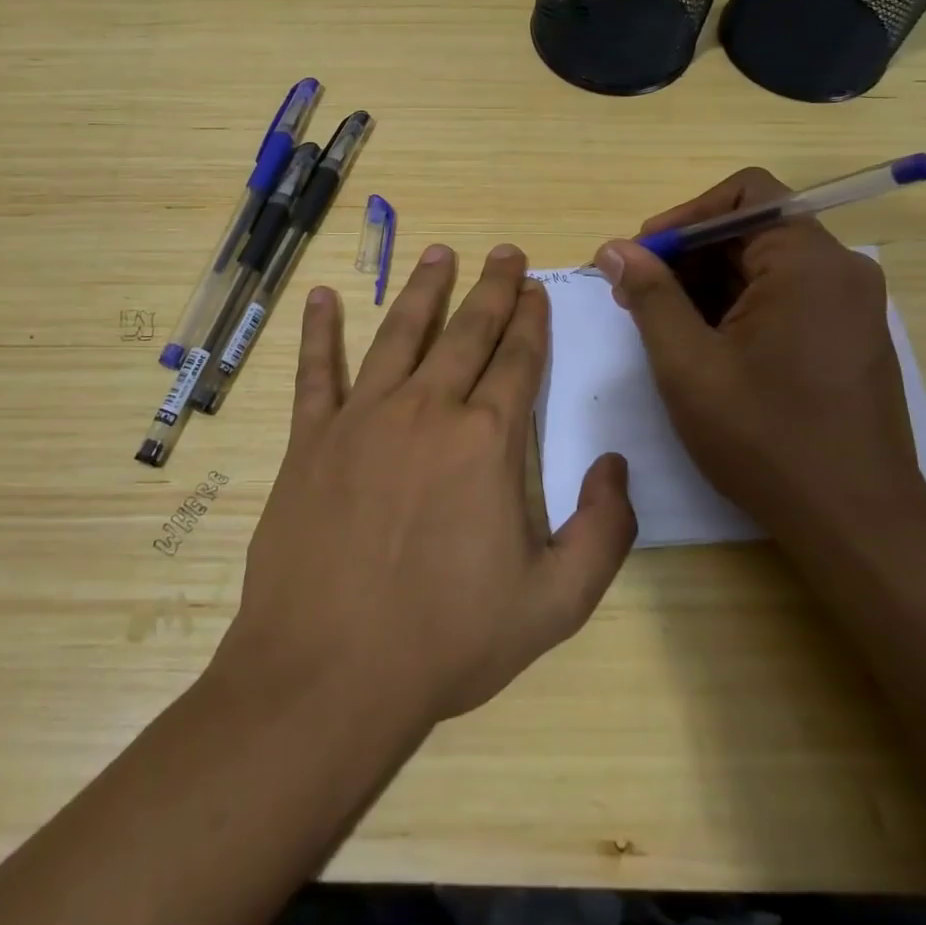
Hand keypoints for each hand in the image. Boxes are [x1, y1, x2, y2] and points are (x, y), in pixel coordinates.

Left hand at [219, 243, 636, 728]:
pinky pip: (316, 371)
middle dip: (492, 288)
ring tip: (438, 252)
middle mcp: (428, 409)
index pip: (518, 360)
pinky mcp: (312, 437)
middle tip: (504, 252)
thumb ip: (603, 531)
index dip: (531, 321)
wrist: (331, 672)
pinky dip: (319, 331)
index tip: (536, 289)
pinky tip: (324, 296)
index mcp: (487, 441)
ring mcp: (364, 417)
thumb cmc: (447, 641)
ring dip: (423, 289)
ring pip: (399, 333)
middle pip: (467, 332)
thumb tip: (613, 463)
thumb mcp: (555, 603)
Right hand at [595, 168, 925, 525]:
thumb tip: (614, 248)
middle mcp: (839, 270)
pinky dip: (738, 306)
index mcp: (807, 262)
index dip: (683, 216)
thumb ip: (650, 295)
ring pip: (764, 265)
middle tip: (636, 295)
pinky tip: (703, 345)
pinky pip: (784, 296)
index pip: (743, 195)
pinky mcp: (848, 336)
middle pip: (751, 229)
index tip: (641, 256)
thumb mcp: (688, 363)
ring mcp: (849, 305)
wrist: (854, 520)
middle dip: (687, 255)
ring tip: (661, 325)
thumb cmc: (764, 437)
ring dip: (707, 283)